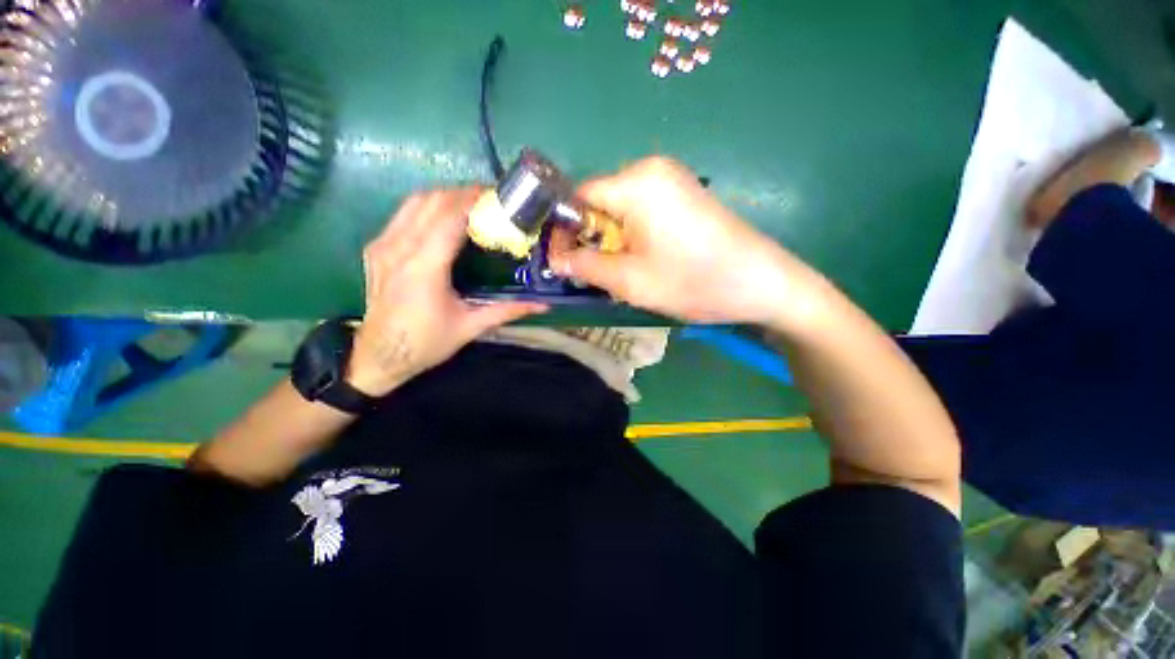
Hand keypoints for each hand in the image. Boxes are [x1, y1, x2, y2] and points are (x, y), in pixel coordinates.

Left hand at [348, 188, 546, 395]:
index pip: (450, 216)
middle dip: (463, 193)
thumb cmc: (426, 343)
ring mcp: (382, 245)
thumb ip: (508, 310)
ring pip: (415, 202)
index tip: (499, 196)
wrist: (378, 356)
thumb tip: (543, 305)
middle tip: (492, 200)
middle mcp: (399, 248)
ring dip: (445, 197)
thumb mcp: (470, 327)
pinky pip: (404, 214)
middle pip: (432, 201)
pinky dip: (429, 207)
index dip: (475, 200)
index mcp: (424, 267)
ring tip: (472, 204)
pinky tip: (446, 219)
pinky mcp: (376, 248)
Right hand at [550, 157, 828, 325]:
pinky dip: (633, 235)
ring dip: (612, 241)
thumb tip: (556, 259)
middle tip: (596, 274)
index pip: (578, 197)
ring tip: (623, 272)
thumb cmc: (693, 281)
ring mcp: (672, 179)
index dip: (565, 230)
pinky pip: (642, 211)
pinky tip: (646, 260)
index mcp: (635, 182)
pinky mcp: (685, 194)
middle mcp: (652, 169)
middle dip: (591, 238)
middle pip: (599, 202)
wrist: (763, 284)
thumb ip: (585, 267)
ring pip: (620, 209)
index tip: (563, 261)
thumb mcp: (630, 281)